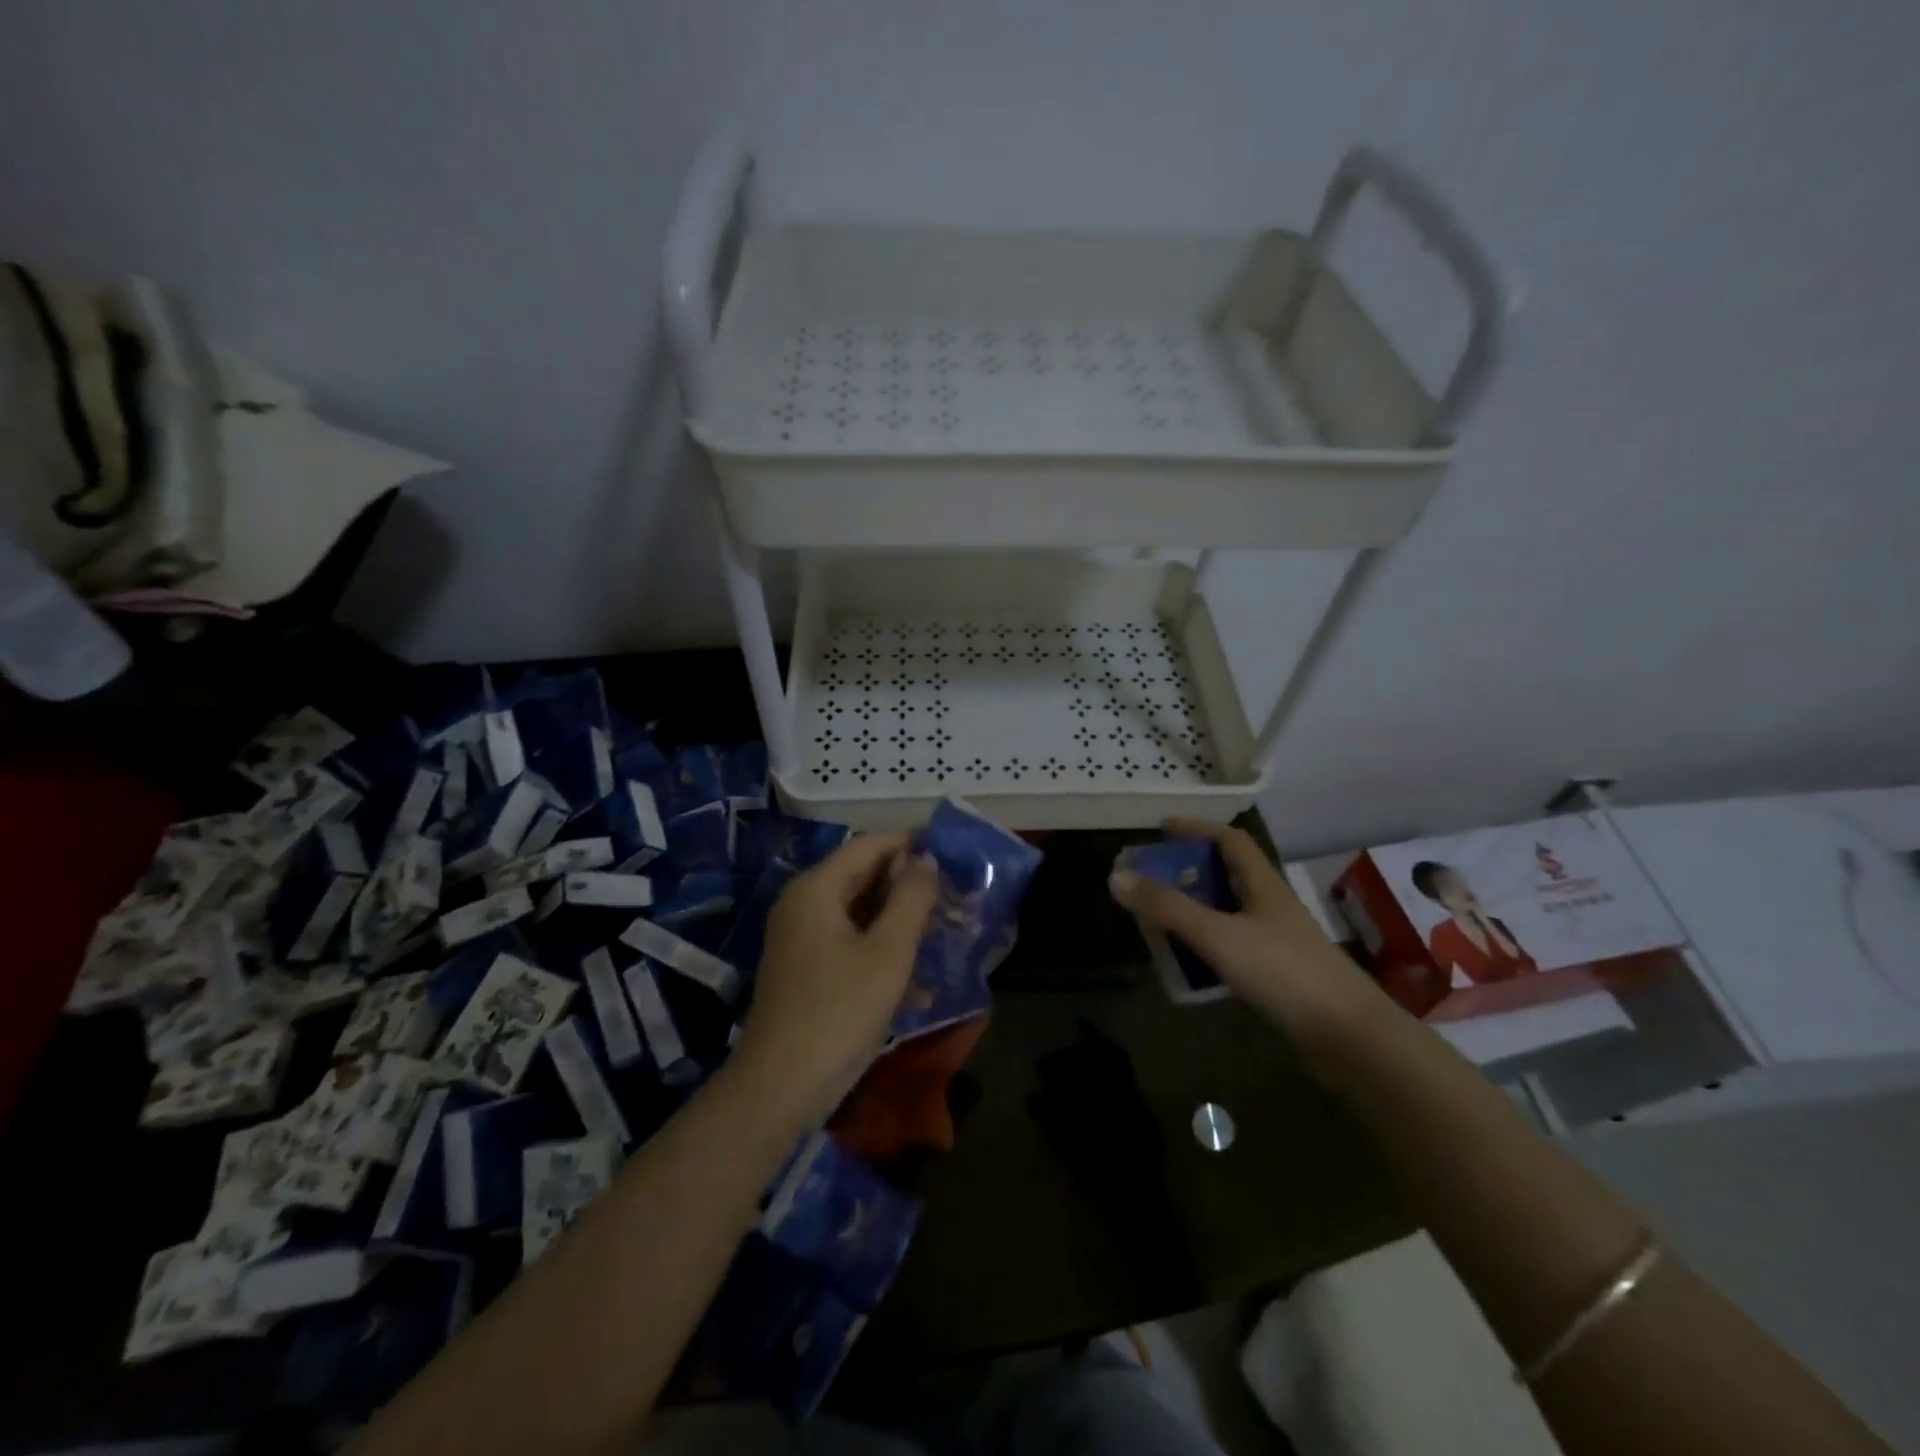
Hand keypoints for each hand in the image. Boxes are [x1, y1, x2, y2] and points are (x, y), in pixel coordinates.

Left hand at [733, 833, 939, 1123]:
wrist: (781, 1087)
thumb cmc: (840, 1010)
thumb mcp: (889, 952)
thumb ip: (911, 899)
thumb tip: (927, 858)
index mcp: (816, 888)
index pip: (869, 845)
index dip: (910, 844)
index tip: (951, 854)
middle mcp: (803, 904)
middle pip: (861, 876)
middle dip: (907, 885)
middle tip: (952, 896)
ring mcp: (800, 938)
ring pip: (858, 912)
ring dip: (898, 920)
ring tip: (942, 932)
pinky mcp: (804, 969)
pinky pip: (848, 942)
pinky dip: (880, 949)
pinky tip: (917, 980)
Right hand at [1108, 818, 1386, 1053]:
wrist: (1350, 1038)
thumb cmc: (1284, 973)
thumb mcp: (1217, 935)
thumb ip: (1167, 907)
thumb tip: (1116, 876)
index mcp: (1263, 885)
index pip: (1230, 840)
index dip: (1197, 828)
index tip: (1163, 829)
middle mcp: (1271, 907)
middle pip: (1227, 876)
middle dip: (1188, 872)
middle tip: (1152, 879)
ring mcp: (1278, 943)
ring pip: (1229, 914)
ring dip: (1196, 911)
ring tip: (1161, 921)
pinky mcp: (1280, 976)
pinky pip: (1234, 948)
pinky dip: (1208, 948)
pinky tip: (1191, 965)